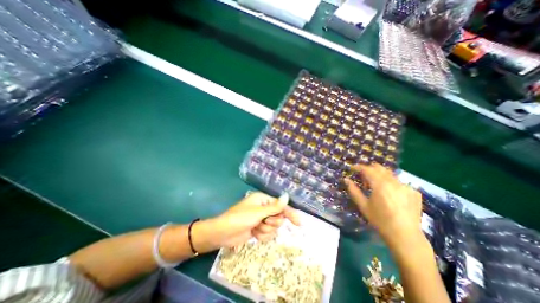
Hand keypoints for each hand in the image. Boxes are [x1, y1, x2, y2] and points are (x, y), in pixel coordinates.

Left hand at [210, 192, 299, 247]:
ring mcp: (261, 219)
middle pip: (278, 217)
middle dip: (271, 222)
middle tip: (263, 222)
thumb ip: (275, 206)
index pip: (281, 206)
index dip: (290, 213)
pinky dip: (262, 235)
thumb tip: (287, 196)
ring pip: (274, 227)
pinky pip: (268, 234)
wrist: (224, 234)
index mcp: (263, 200)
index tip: (299, 223)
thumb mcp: (259, 212)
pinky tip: (253, 233)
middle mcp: (263, 208)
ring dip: (265, 230)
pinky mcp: (258, 229)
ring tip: (255, 228)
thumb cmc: (240, 218)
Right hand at [344, 165, 423, 248]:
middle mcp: (394, 182)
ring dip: (380, 176)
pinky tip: (390, 195)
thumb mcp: (363, 206)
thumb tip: (346, 179)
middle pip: (379, 168)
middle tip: (364, 178)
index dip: (358, 167)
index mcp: (380, 185)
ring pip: (389, 174)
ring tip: (377, 188)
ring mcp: (406, 186)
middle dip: (369, 169)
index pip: (367, 169)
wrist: (406, 237)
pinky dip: (391, 184)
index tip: (352, 168)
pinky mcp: (414, 192)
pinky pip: (399, 182)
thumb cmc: (380, 221)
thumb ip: (354, 190)